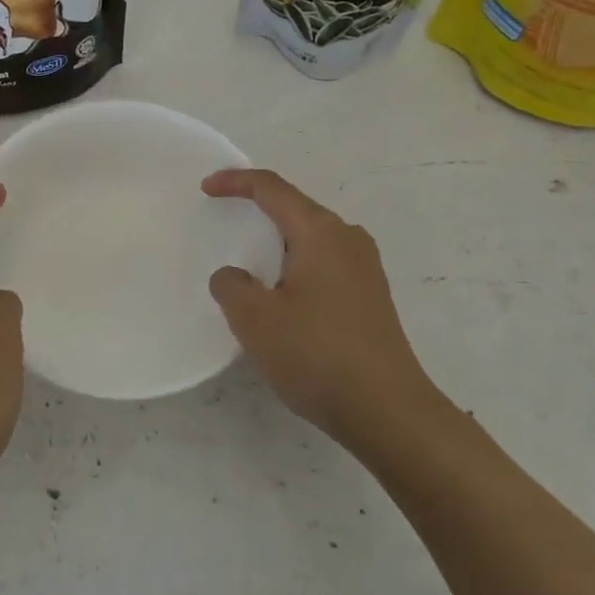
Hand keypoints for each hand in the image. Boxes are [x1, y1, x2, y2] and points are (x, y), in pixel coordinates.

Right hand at [203, 168, 438, 448]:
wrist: (388, 412)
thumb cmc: (317, 355)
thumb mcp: (255, 319)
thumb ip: (231, 286)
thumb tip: (233, 276)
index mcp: (320, 233)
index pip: (273, 189)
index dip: (236, 181)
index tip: (206, 188)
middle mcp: (348, 240)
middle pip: (296, 209)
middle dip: (258, 209)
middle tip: (225, 219)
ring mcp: (365, 269)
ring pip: (311, 238)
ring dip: (278, 241)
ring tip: (249, 259)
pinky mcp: (371, 297)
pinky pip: (324, 263)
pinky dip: (295, 265)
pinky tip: (282, 294)